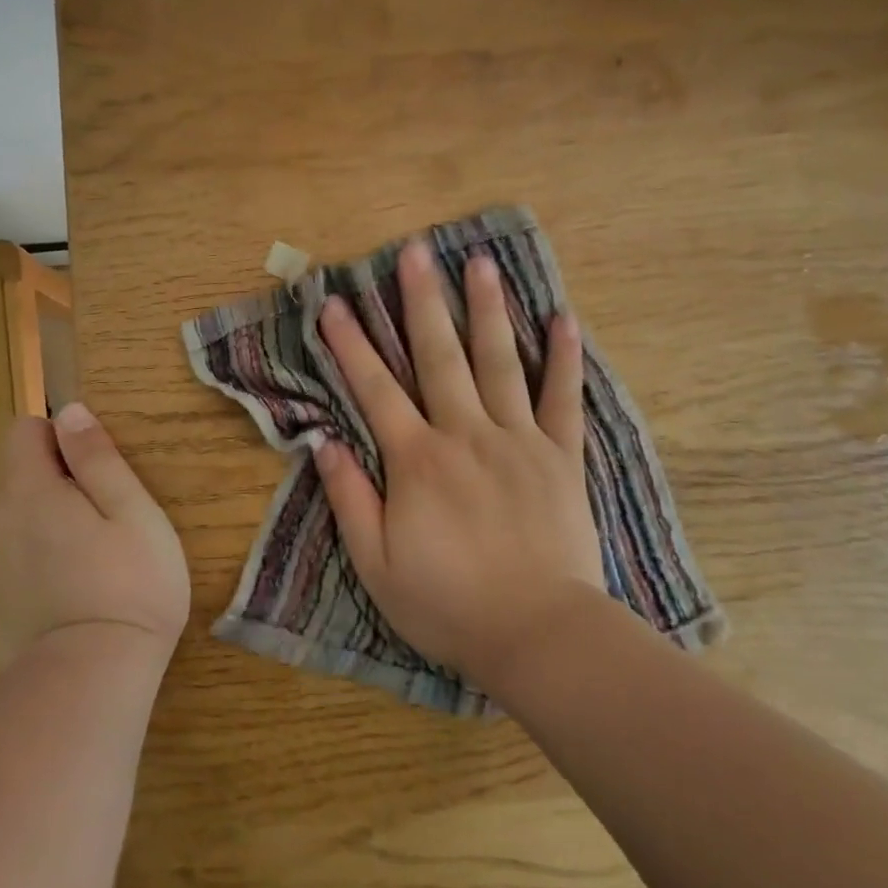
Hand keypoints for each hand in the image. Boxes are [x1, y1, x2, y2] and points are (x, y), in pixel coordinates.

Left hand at [0, 403, 190, 666]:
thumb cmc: (128, 585)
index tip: (97, 470)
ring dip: (47, 518)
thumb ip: (98, 457)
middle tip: (106, 518)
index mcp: (28, 489)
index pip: (24, 431)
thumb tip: (70, 411)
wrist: (89, 681)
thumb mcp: (131, 510)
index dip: (61, 437)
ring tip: (93, 556)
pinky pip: (12, 554)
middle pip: (18, 473)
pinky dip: (37, 556)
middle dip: (56, 479)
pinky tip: (71, 589)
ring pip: (15, 515)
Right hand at [314, 241, 607, 687]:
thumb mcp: (375, 564)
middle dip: (421, 300)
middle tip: (414, 251)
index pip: (375, 389)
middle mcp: (466, 435)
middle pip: (439, 356)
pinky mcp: (561, 457)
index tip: (334, 303)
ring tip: (479, 262)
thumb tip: (323, 441)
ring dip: (486, 309)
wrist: (538, 635)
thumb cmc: (447, 604)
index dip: (351, 344)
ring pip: (499, 362)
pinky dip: (563, 358)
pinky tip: (563, 318)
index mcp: (417, 461)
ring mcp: (519, 441)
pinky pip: (563, 399)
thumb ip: (350, 498)